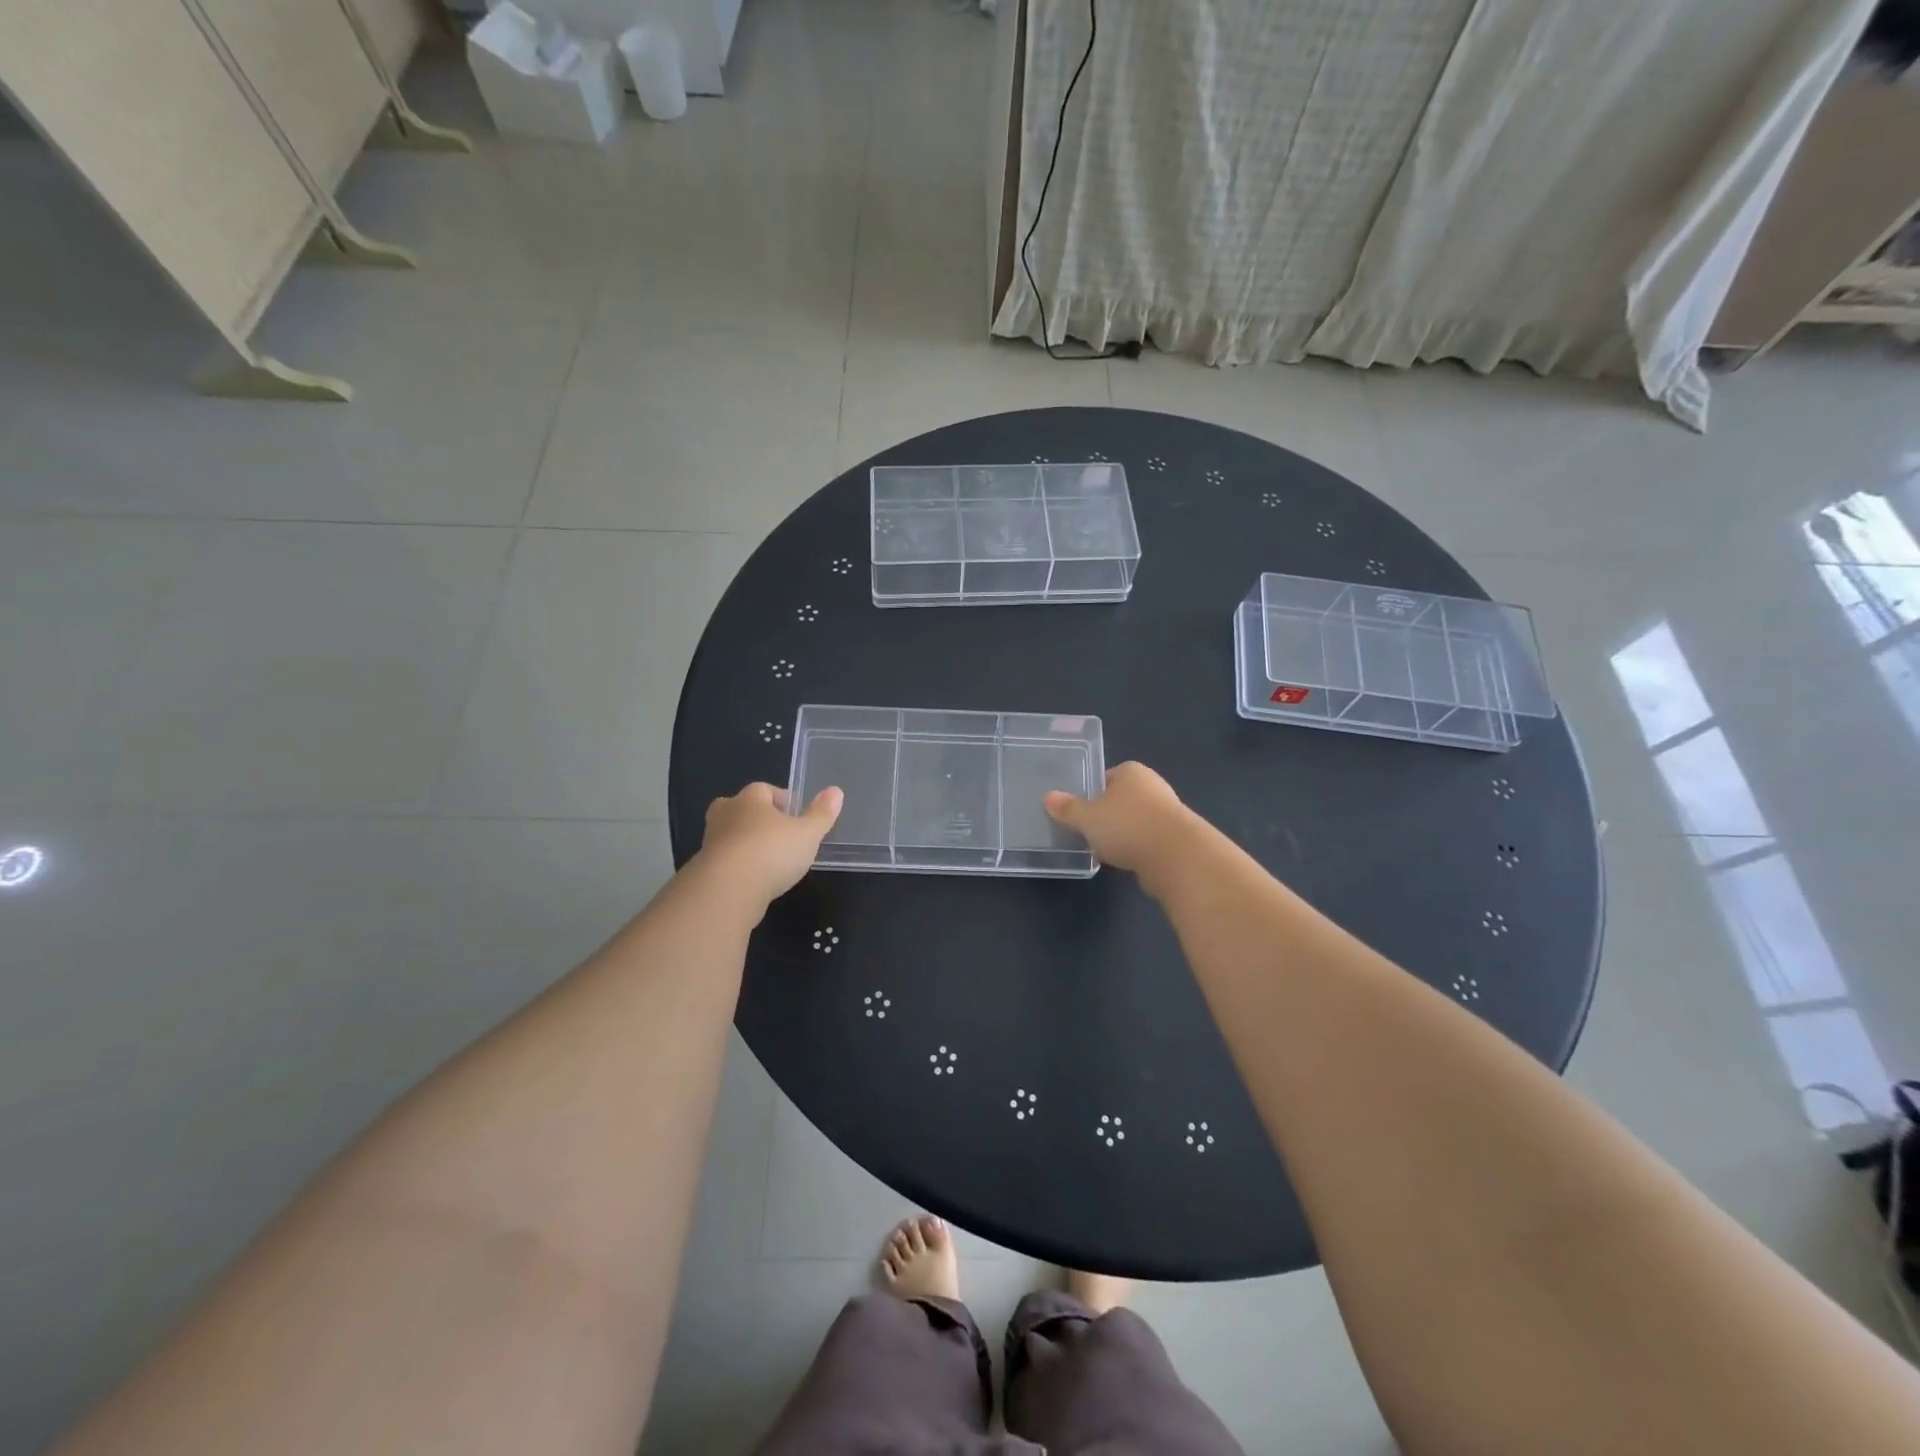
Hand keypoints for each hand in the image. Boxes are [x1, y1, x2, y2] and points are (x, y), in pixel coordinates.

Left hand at [699, 782, 842, 907]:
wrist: (726, 890)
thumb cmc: (771, 852)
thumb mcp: (807, 834)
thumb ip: (821, 814)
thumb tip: (836, 790)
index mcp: (750, 799)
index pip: (763, 789)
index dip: (780, 799)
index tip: (795, 813)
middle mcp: (726, 815)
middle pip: (738, 808)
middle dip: (755, 816)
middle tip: (775, 831)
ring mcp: (711, 842)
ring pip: (729, 835)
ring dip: (745, 843)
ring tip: (767, 859)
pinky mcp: (704, 870)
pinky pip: (723, 861)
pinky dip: (736, 867)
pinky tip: (753, 880)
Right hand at [1044, 761, 1193, 888]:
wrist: (1176, 857)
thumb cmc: (1127, 826)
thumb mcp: (1087, 817)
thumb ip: (1067, 808)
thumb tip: (1048, 797)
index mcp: (1131, 771)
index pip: (1105, 777)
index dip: (1090, 793)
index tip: (1077, 811)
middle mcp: (1152, 786)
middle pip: (1120, 799)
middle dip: (1106, 814)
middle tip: (1086, 831)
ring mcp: (1167, 812)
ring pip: (1134, 820)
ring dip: (1122, 833)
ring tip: (1102, 849)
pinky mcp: (1176, 838)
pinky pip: (1147, 839)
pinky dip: (1136, 848)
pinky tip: (1124, 861)